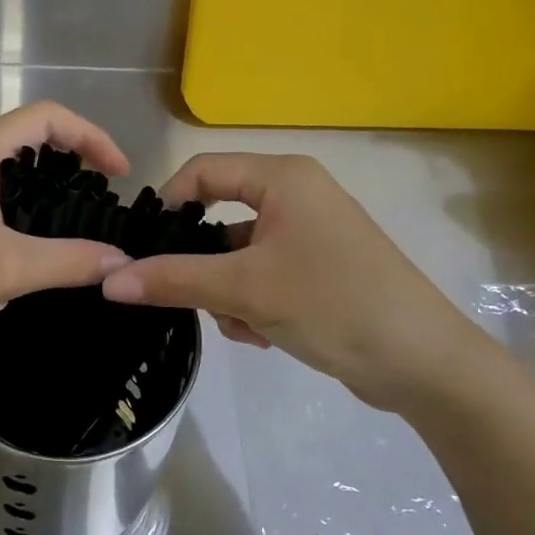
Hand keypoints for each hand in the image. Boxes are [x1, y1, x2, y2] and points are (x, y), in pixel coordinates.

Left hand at [0, 103, 132, 381]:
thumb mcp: (6, 269)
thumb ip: (70, 261)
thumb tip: (123, 260)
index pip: (47, 117)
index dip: (91, 136)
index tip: (119, 174)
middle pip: (32, 138)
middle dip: (75, 158)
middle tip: (105, 197)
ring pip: (14, 171)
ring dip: (52, 186)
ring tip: (83, 221)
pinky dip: (30, 209)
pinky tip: (44, 245)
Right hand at [101, 154, 497, 411]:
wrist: (425, 364)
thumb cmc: (332, 304)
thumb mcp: (245, 290)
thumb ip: (174, 279)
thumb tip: (109, 279)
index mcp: (283, 178)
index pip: (203, 170)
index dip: (169, 203)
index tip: (146, 247)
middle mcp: (297, 194)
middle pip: (221, 215)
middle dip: (204, 264)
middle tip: (193, 296)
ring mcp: (311, 233)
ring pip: (240, 252)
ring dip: (228, 292)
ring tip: (242, 327)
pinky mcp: (321, 268)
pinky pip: (265, 273)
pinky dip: (254, 301)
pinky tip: (264, 336)